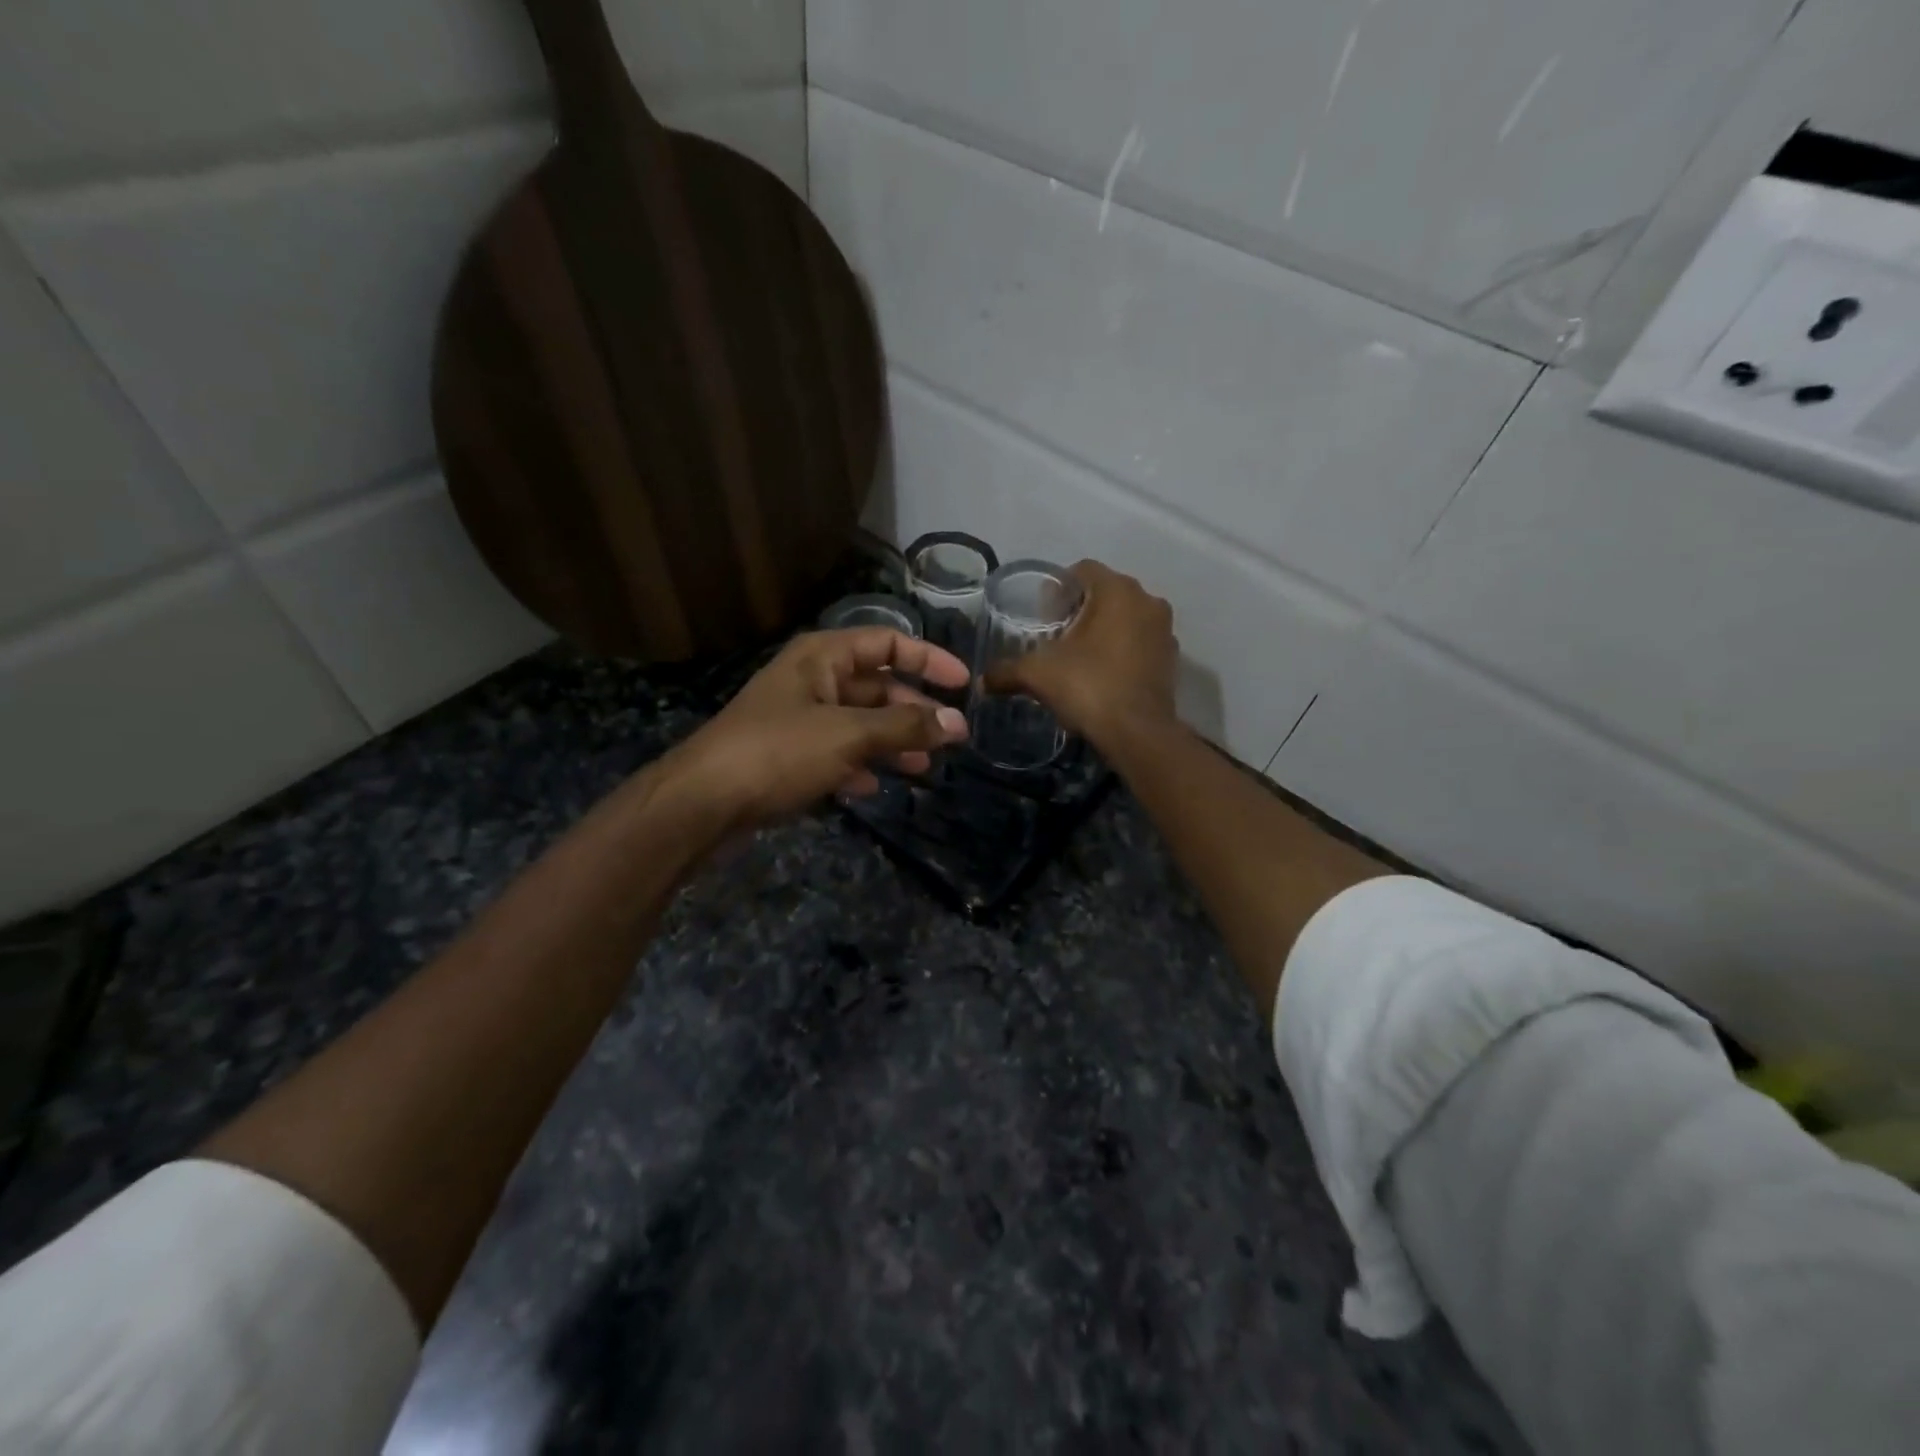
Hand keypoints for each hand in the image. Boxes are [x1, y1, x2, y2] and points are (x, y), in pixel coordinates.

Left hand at [665, 627, 970, 828]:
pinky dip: (858, 765)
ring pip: (859, 722)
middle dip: (913, 711)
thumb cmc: (778, 753)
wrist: (703, 803)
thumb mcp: (848, 736)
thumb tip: (957, 724)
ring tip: (921, 769)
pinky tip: (872, 787)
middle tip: (949, 740)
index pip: (888, 642)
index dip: (929, 660)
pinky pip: (836, 751)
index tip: (964, 686)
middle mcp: (812, 679)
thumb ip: (905, 727)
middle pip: (876, 685)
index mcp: (823, 656)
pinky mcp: (788, 754)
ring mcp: (798, 717)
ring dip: (891, 742)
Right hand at [987, 561, 1176, 748]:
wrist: (1137, 733)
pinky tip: (1101, 674)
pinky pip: (1140, 643)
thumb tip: (981, 681)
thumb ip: (1006, 671)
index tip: (1042, 614)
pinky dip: (1121, 651)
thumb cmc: (1088, 687)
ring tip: (1077, 656)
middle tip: (1055, 634)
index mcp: (1117, 591)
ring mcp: (1164, 631)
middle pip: (1106, 593)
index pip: (1082, 570)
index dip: (1058, 589)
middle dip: (1080, 609)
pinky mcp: (1171, 659)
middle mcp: (1148, 601)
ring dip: (1103, 630)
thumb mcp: (1037, 675)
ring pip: (1126, 618)